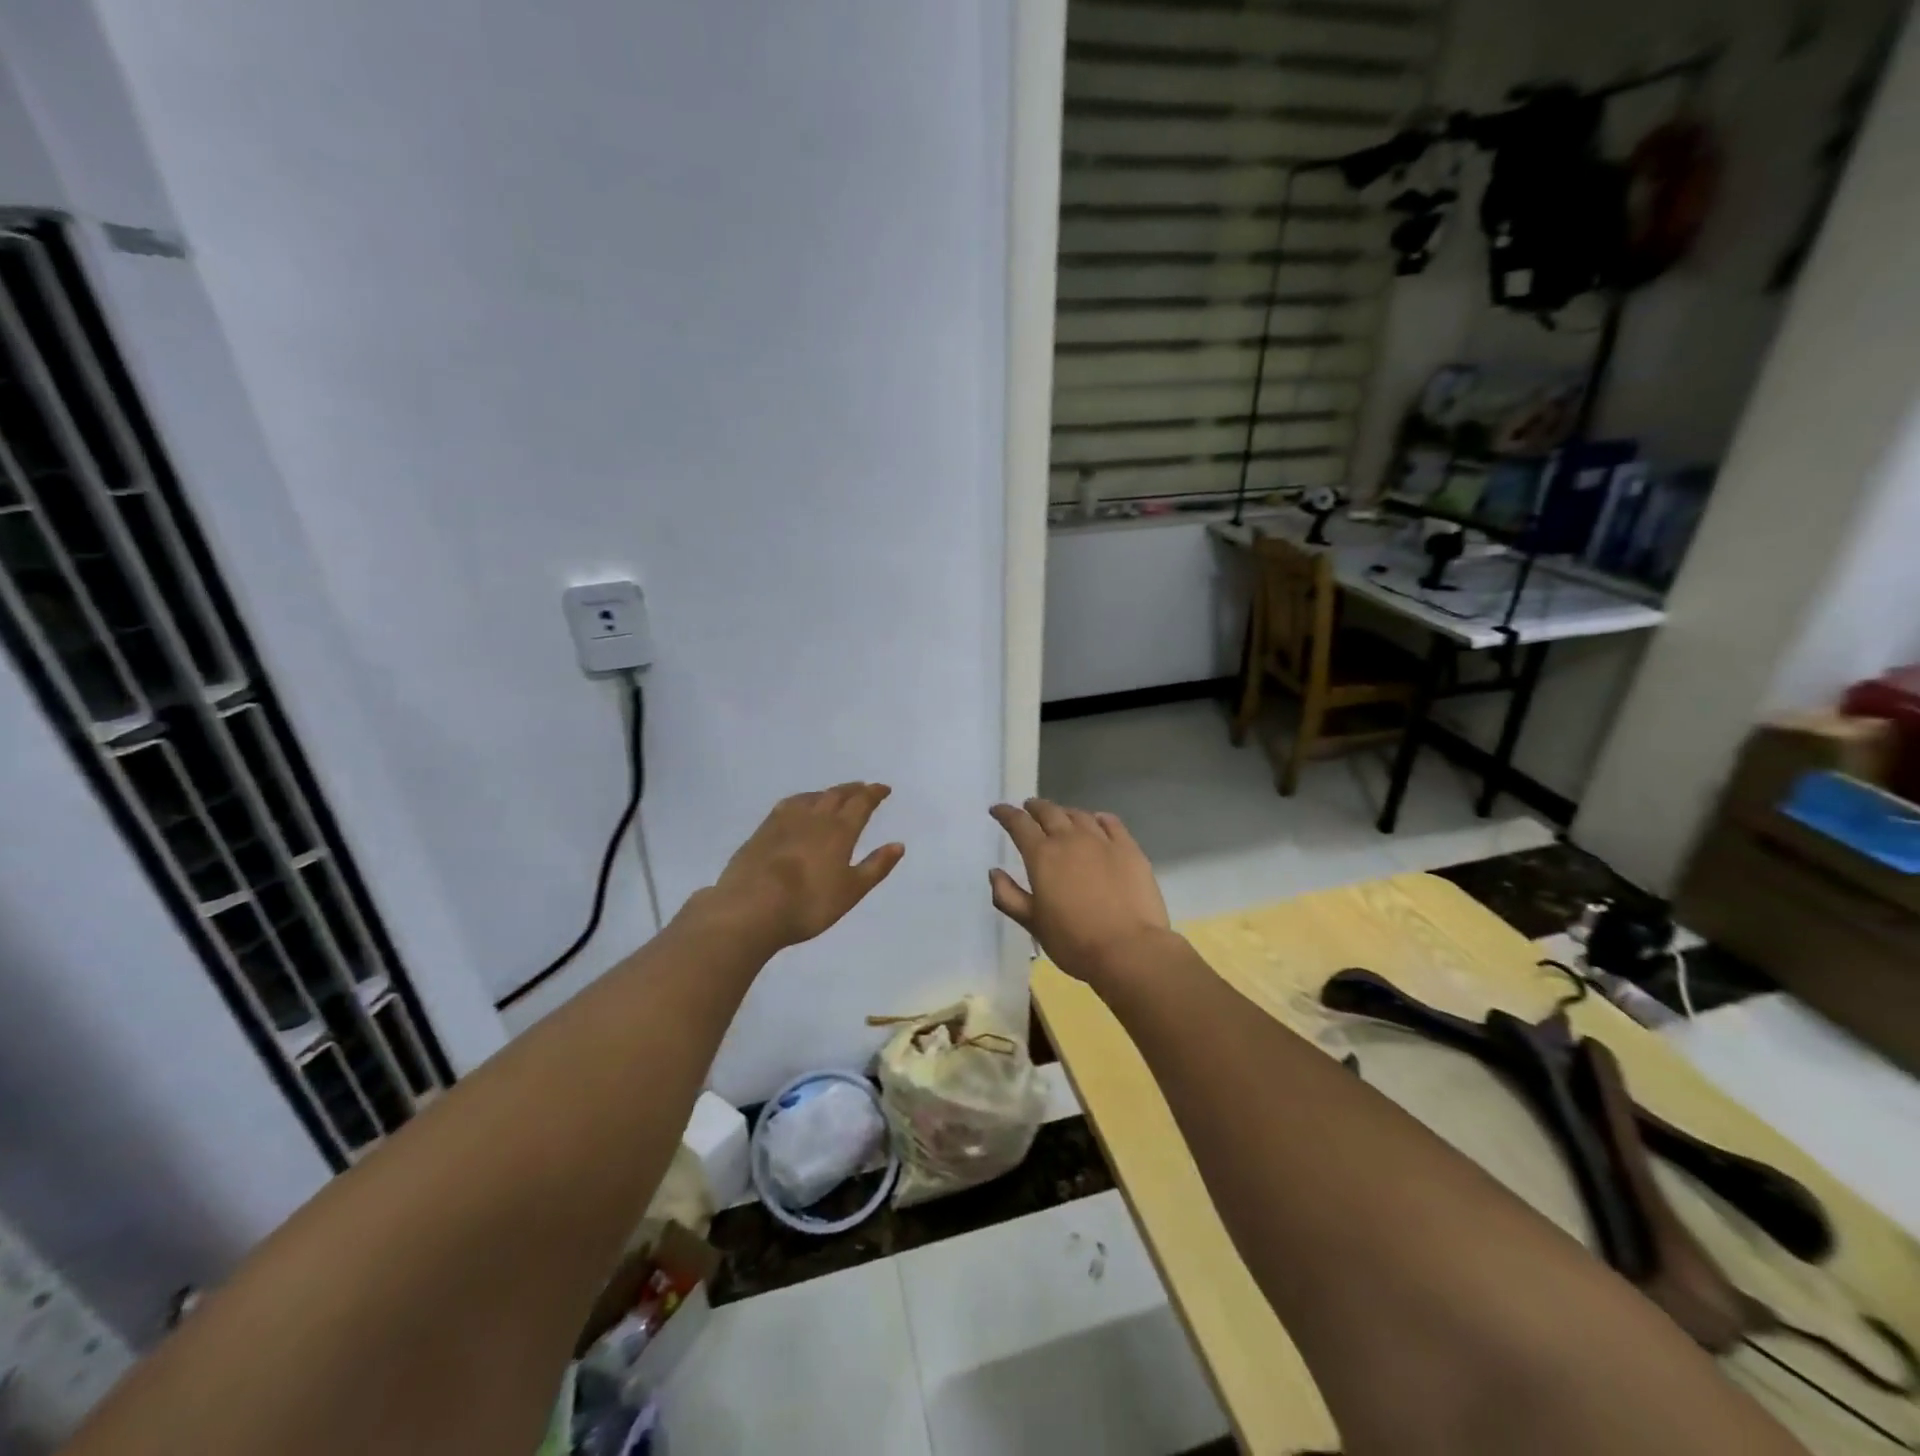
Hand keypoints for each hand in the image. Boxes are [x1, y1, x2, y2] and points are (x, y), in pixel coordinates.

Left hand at [707, 783, 904, 950]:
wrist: (751, 907)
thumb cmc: (809, 903)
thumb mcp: (851, 890)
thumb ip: (875, 866)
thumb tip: (898, 845)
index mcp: (840, 830)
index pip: (861, 803)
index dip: (874, 794)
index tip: (883, 789)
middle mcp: (815, 817)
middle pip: (836, 795)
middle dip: (852, 790)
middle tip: (862, 788)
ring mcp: (785, 821)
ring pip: (811, 797)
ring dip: (826, 793)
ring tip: (832, 795)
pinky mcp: (762, 831)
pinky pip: (788, 805)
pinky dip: (801, 800)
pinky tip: (797, 808)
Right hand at [988, 799, 1171, 984]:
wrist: (1129, 950)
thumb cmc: (1073, 941)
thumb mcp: (1032, 924)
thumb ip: (1008, 896)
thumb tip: (995, 872)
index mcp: (1042, 855)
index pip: (1018, 824)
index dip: (1005, 813)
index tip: (998, 810)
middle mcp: (1070, 839)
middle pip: (1049, 812)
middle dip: (1034, 808)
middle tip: (1028, 808)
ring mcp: (1102, 841)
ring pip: (1079, 815)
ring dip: (1064, 812)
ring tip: (1060, 817)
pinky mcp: (1129, 849)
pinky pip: (1111, 823)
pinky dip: (1098, 818)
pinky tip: (1097, 821)